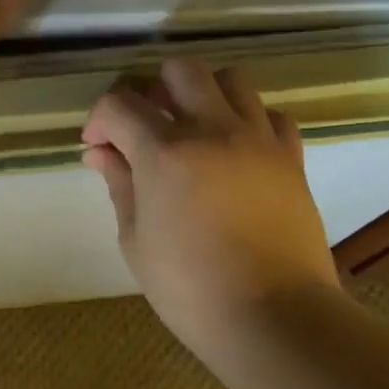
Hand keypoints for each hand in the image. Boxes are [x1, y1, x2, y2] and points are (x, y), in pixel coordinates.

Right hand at [82, 60, 338, 358]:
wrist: (275, 318)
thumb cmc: (191, 288)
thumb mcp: (136, 240)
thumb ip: (120, 185)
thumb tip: (102, 154)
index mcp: (164, 152)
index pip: (120, 105)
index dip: (99, 120)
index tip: (97, 147)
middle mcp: (212, 130)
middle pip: (180, 71)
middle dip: (153, 91)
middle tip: (145, 127)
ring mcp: (257, 140)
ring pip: (230, 80)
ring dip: (203, 95)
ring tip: (193, 130)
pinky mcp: (291, 158)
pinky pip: (271, 115)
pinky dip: (248, 120)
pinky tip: (235, 150)